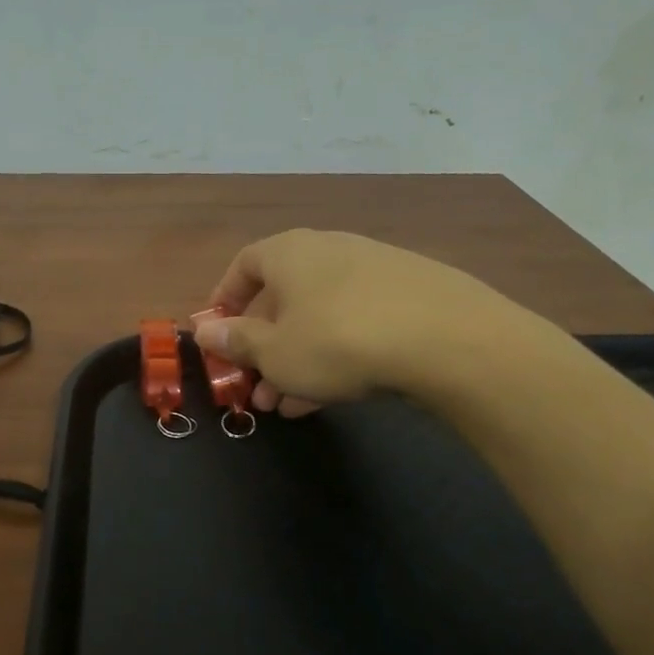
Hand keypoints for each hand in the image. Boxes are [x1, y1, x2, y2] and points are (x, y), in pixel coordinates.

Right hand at [195, 229, 530, 413]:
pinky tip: (332, 395)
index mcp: (290, 253)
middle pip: (284, 297)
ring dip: (298, 359)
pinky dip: (336, 355)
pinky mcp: (411, 297)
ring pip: (320, 317)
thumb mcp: (275, 352)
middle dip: (264, 346)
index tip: (218, 332)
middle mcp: (330, 251)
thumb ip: (236, 341)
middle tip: (255, 388)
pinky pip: (356, 325)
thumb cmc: (338, 341)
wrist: (449, 341)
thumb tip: (204, 330)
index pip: (244, 264)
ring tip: (287, 403)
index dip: (225, 298)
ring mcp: (375, 272)